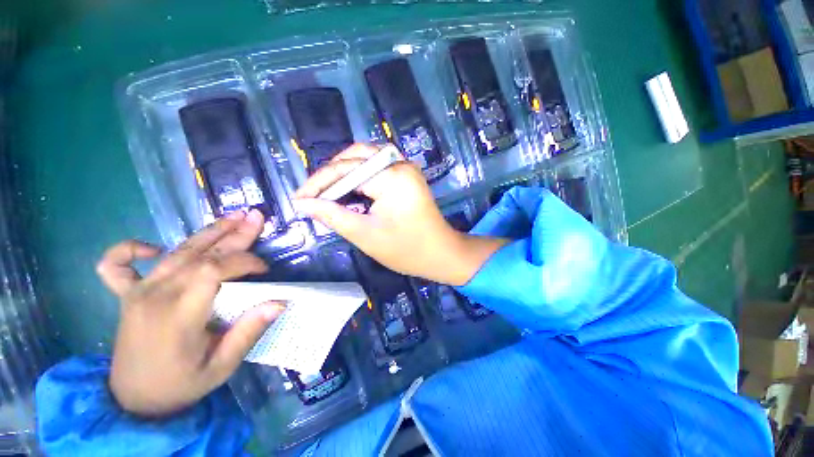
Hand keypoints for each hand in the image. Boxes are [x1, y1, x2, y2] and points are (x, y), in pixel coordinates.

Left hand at [96, 210, 283, 416]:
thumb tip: (279, 302)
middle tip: (256, 217)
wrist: (134, 402)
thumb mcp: (221, 367)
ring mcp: (137, 293)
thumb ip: (248, 332)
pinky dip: (130, 250)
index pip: (214, 270)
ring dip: (207, 233)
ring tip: (232, 217)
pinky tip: (153, 248)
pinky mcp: (127, 296)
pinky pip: (116, 266)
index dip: (244, 262)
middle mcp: (155, 295)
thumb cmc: (181, 385)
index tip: (265, 271)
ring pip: (176, 252)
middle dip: (233, 234)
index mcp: (178, 314)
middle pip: (199, 254)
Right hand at [293, 144, 507, 285]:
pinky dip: (359, 175)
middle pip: (355, 156)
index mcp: (392, 176)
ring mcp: (406, 167)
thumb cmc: (406, 250)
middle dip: (331, 175)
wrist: (441, 253)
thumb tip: (303, 204)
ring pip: (365, 157)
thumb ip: (333, 216)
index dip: (318, 184)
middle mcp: (400, 163)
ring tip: (327, 193)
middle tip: (313, 196)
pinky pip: (377, 166)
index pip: (345, 169)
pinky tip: (349, 189)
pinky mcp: (407, 175)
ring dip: (344, 172)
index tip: (299, 199)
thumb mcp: (365, 234)